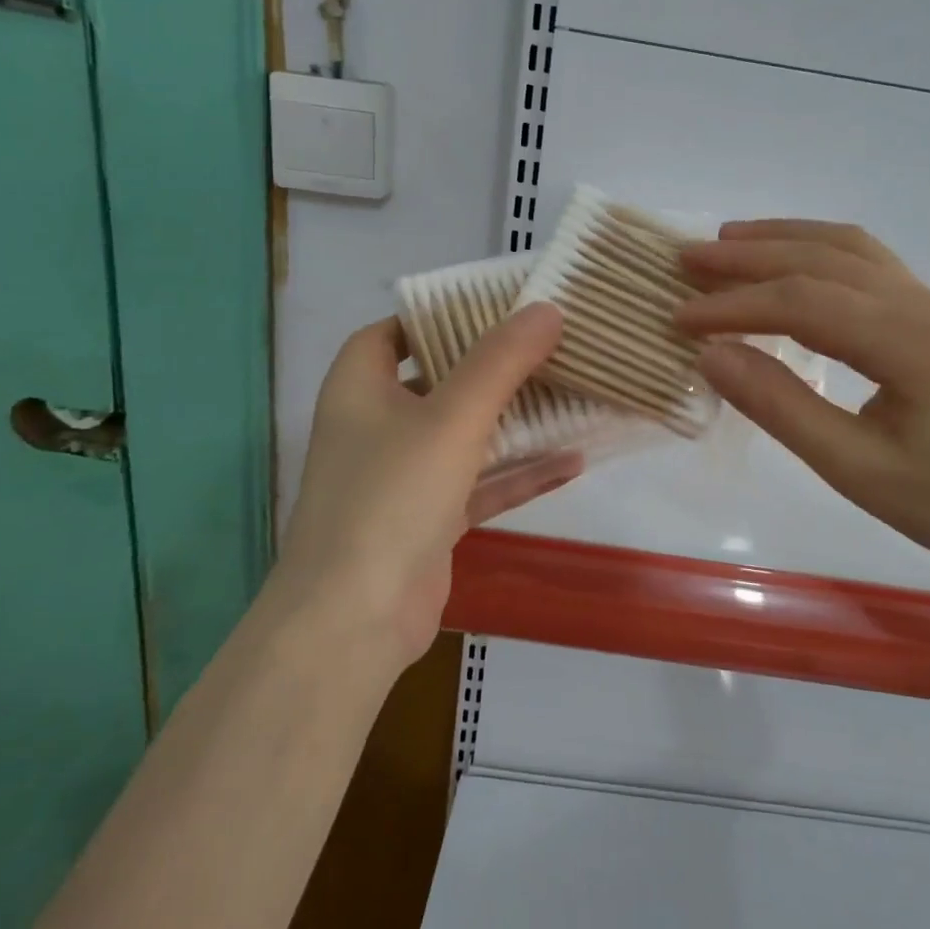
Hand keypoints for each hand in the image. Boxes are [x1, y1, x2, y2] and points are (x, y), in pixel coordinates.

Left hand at [276, 304, 579, 666]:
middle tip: (551, 346)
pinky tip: (574, 462)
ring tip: (573, 395)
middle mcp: (377, 427)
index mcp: (360, 389)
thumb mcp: (452, 417)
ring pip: (467, 435)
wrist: (355, 619)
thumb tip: (546, 309)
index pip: (393, 334)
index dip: (437, 317)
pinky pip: (481, 484)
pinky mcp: (430, 521)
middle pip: (439, 382)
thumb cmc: (392, 497)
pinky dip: (520, 474)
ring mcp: (404, 478)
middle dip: (493, 367)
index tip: (494, 308)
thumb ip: (500, 362)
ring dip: (516, 420)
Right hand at [677, 221, 929, 588]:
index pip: (803, 302)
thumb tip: (711, 357)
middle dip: (750, 255)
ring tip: (727, 242)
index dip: (735, 306)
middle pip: (824, 258)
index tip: (679, 317)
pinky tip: (791, 261)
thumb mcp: (855, 469)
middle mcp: (925, 304)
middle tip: (687, 258)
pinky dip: (818, 252)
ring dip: (784, 239)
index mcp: (911, 341)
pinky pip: (869, 264)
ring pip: (849, 249)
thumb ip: (781, 406)